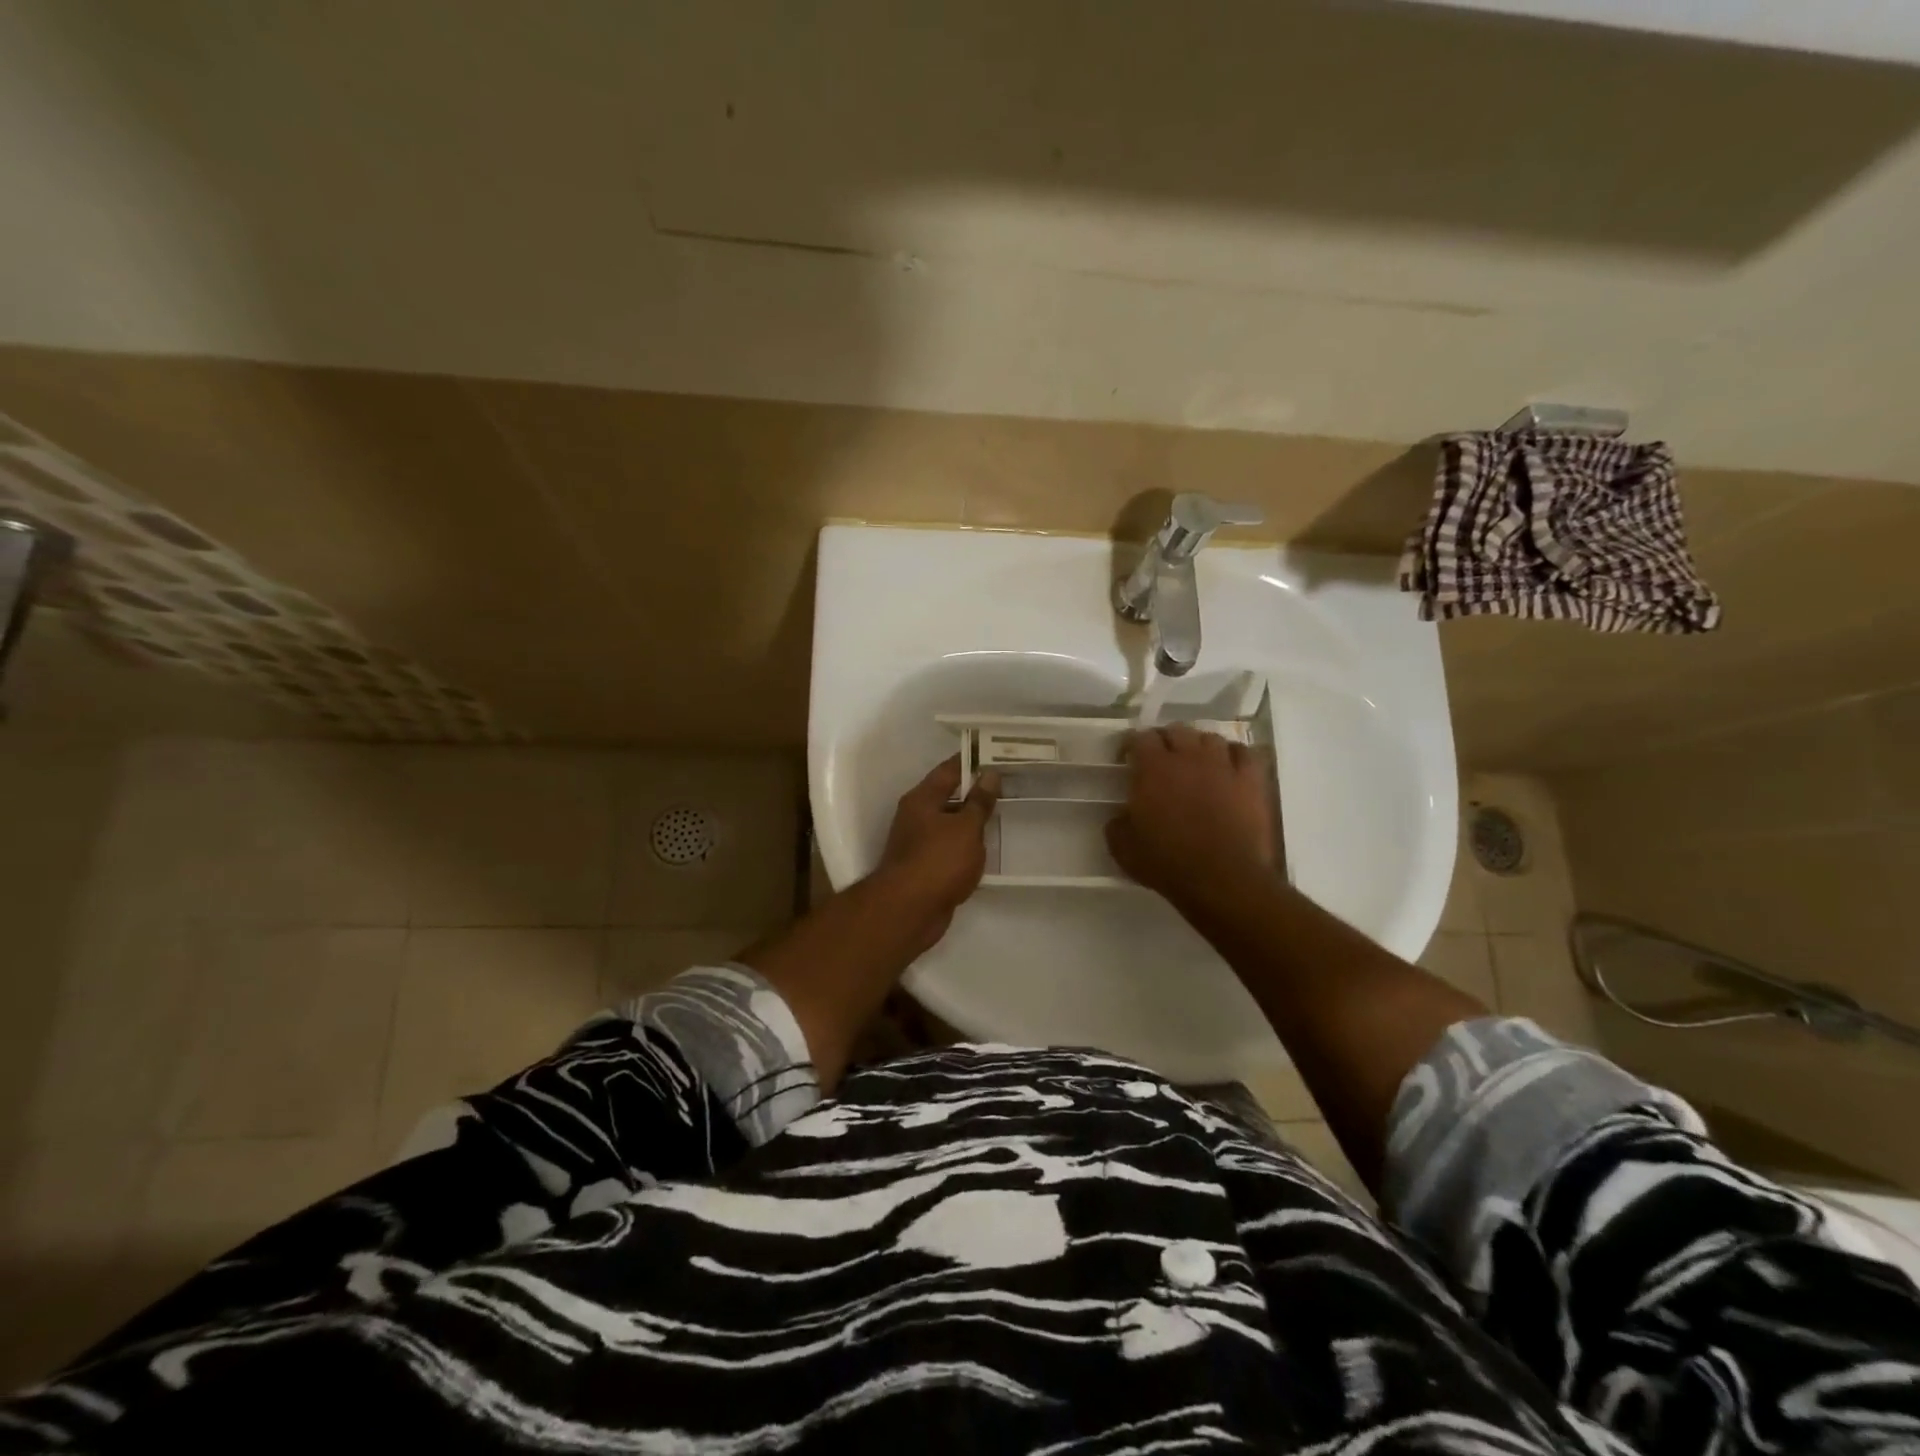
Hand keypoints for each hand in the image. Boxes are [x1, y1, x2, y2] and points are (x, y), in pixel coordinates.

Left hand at [875, 756, 1000, 941]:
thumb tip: (989, 775)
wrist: (908, 911)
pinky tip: (986, 850)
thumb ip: (979, 802)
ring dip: (971, 821)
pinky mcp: (925, 868)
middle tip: (1007, 785)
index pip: (949, 769)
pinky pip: (950, 849)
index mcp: (922, 799)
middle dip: (974, 792)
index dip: (971, 760)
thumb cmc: (938, 861)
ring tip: (1002, 815)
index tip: (995, 754)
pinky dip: (966, 847)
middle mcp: (916, 816)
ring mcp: (918, 843)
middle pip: (948, 796)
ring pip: (950, 824)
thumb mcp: (966, 828)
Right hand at [1106, 725, 1276, 911]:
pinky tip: (1229, 767)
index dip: (1132, 745)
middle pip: (1176, 730)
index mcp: (1152, 769)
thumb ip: (1117, 825)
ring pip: (1209, 737)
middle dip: (1165, 741)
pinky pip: (1243, 752)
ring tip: (1196, 762)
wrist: (1223, 880)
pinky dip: (1233, 755)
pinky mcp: (1251, 780)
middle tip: (1161, 760)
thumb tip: (1121, 815)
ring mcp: (1223, 765)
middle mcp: (1187, 757)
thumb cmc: (1168, 864)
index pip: (1140, 737)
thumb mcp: (1124, 849)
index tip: (1128, 759)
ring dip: (1199, 746)